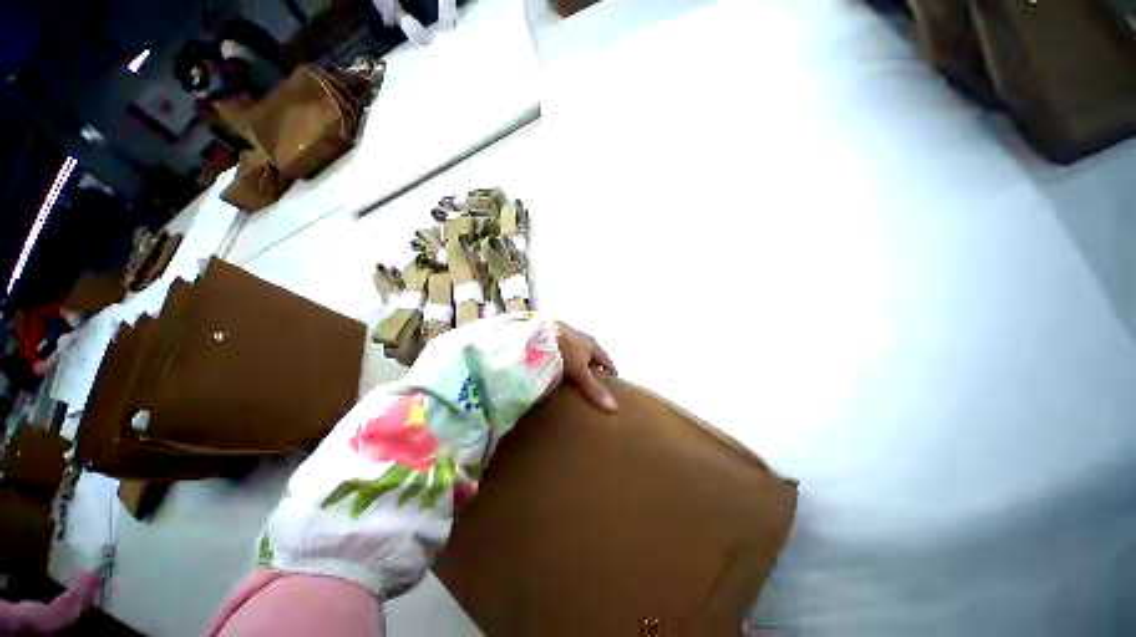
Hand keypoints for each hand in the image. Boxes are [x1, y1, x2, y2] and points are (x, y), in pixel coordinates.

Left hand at [557, 322, 617, 412]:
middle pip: (592, 357)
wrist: (540, 332)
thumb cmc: (565, 351)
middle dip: (594, 370)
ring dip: (578, 365)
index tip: (614, 386)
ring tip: (575, 381)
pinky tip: (558, 370)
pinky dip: (564, 362)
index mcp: (593, 345)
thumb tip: (613, 408)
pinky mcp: (553, 337)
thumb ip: (594, 389)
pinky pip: (563, 352)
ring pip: (577, 354)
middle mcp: (583, 339)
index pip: (608, 361)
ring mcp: (567, 336)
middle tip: (595, 386)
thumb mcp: (580, 372)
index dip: (611, 374)